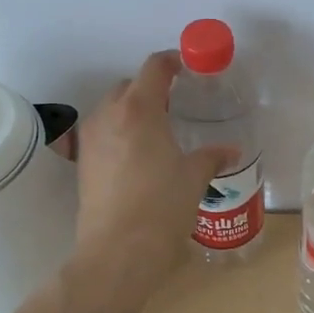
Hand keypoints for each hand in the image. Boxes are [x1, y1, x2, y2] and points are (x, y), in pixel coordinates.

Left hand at [73, 51, 234, 287]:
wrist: (118, 251)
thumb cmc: (162, 206)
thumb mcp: (194, 177)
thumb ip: (211, 156)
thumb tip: (230, 151)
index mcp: (139, 109)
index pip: (154, 68)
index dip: (171, 61)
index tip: (186, 67)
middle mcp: (109, 115)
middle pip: (128, 86)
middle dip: (150, 88)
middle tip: (175, 104)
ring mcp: (90, 139)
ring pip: (111, 109)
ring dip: (132, 110)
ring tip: (156, 131)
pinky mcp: (83, 163)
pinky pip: (102, 133)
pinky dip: (119, 133)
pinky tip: (138, 156)